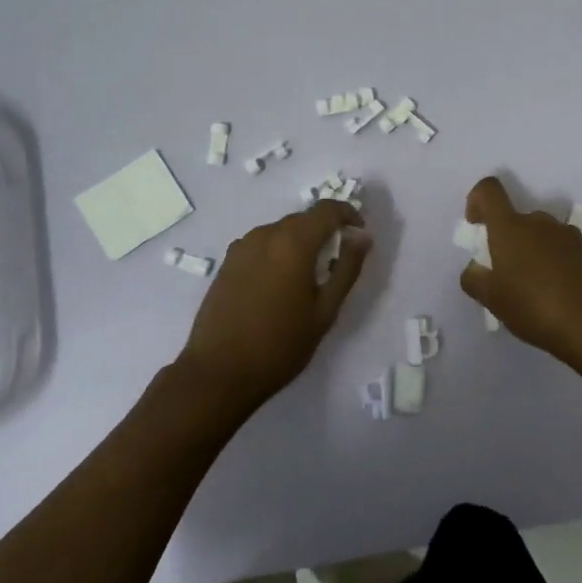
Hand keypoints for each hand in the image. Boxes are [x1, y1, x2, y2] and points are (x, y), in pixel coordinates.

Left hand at [179, 200, 371, 410]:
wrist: (219, 372)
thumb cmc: (280, 344)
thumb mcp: (325, 310)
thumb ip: (347, 269)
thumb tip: (362, 237)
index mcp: (293, 242)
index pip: (327, 210)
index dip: (348, 214)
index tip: (359, 233)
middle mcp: (265, 235)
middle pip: (303, 219)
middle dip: (324, 230)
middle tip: (337, 260)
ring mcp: (241, 247)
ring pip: (280, 231)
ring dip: (300, 242)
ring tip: (308, 275)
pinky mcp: (227, 263)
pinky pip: (261, 245)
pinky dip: (277, 252)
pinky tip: (279, 283)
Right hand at [458, 176, 581, 367]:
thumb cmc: (536, 307)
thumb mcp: (493, 300)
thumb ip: (475, 279)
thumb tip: (474, 268)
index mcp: (511, 228)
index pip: (489, 191)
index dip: (477, 201)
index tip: (476, 226)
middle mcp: (540, 222)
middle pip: (516, 220)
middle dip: (507, 242)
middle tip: (506, 277)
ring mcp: (569, 235)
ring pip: (541, 236)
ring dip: (533, 255)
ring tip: (534, 292)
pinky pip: (563, 251)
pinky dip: (555, 266)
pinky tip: (559, 297)